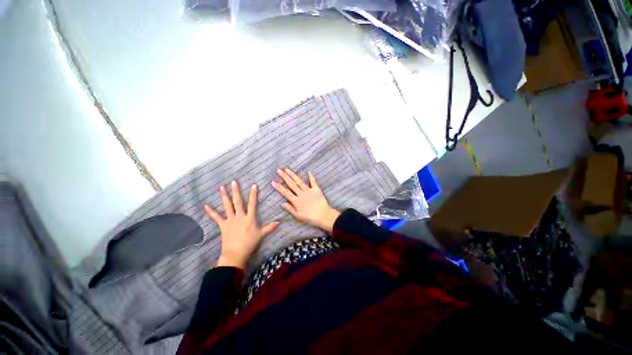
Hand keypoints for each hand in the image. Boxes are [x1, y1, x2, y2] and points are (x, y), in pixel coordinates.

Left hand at [205, 181, 278, 268]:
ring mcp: (230, 220)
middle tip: (233, 182)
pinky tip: (206, 205)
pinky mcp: (222, 225)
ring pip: (227, 206)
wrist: (235, 253)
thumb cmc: (249, 243)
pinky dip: (211, 212)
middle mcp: (240, 216)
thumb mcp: (261, 234)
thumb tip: (279, 222)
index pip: (252, 203)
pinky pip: (216, 217)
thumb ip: (269, 227)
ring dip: (224, 196)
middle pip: (238, 202)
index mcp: (250, 218)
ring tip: (221, 187)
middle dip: (236, 191)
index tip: (253, 185)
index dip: (253, 194)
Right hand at [271, 168, 339, 233]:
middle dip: (284, 177)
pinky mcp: (316, 189)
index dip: (279, 187)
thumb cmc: (310, 218)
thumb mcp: (298, 216)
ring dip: (293, 175)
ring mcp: (309, 191)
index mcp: (296, 201)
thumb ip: (290, 209)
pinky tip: (308, 171)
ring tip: (287, 169)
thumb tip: (282, 203)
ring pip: (299, 181)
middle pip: (291, 184)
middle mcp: (301, 194)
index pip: (285, 192)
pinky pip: (313, 182)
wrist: (324, 216)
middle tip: (279, 170)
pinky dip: (311, 176)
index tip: (273, 182)